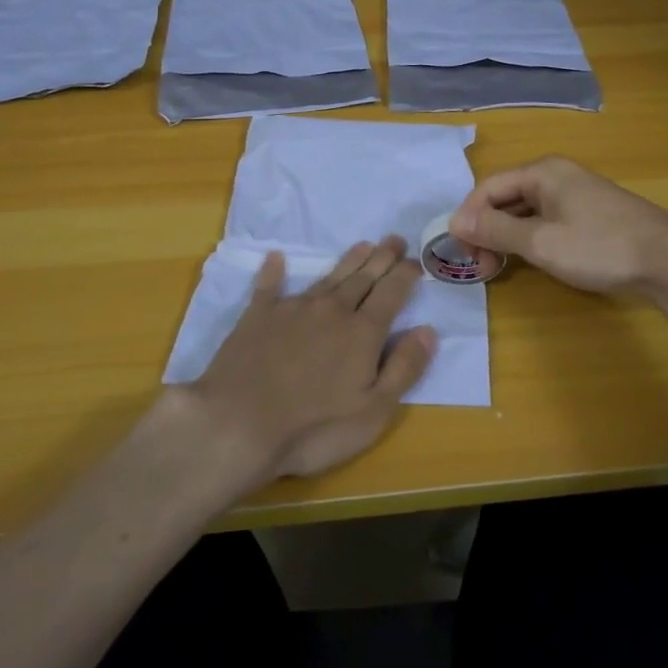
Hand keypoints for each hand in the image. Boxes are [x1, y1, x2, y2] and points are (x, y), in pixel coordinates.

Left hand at [188, 236, 436, 484]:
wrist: (239, 424)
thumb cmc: (314, 428)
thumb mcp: (373, 411)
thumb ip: (404, 368)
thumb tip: (428, 330)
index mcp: (362, 332)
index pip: (391, 293)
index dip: (406, 275)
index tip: (416, 261)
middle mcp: (331, 310)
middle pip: (363, 277)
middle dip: (382, 258)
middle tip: (395, 239)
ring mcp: (293, 309)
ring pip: (328, 277)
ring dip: (348, 260)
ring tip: (363, 245)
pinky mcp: (258, 316)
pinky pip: (269, 286)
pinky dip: (274, 271)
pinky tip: (276, 258)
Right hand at [450, 156, 667, 293]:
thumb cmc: (599, 247)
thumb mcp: (540, 242)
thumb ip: (496, 230)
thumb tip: (455, 221)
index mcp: (542, 172)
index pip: (488, 188)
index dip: (468, 218)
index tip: (460, 252)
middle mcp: (556, 175)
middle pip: (505, 198)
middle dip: (486, 230)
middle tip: (479, 266)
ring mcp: (575, 194)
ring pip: (525, 211)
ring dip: (506, 237)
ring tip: (497, 268)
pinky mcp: (589, 214)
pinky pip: (545, 220)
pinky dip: (528, 238)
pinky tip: (527, 260)